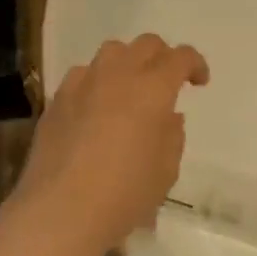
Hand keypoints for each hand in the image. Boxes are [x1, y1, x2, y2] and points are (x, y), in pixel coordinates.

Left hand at [8, 34, 209, 255]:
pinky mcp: (57, 100)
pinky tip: (96, 108)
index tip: (199, 82)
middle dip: (163, 57)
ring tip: (130, 90)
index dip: (194, 64)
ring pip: (111, 53)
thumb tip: (168, 116)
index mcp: (152, 88)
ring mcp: (82, 84)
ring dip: (128, 64)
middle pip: (145, 45)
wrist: (61, 211)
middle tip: (168, 82)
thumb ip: (172, 135)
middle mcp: (117, 75)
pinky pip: (83, 75)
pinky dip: (98, 82)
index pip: (179, 58)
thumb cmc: (125, 193)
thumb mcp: (166, 170)